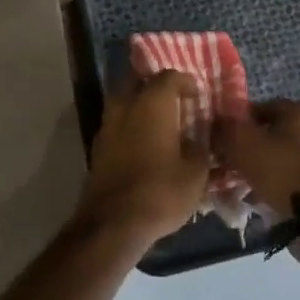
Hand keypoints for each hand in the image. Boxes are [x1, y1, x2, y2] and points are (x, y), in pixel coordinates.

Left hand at [79, 70, 210, 249]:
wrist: (113, 223)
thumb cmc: (160, 191)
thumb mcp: (196, 172)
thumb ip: (201, 147)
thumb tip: (200, 137)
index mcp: (153, 103)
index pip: (169, 76)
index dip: (186, 82)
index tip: (197, 95)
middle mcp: (126, 105)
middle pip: (138, 80)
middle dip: (155, 84)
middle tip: (174, 99)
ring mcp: (107, 125)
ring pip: (123, 100)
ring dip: (140, 104)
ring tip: (160, 121)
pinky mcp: (98, 147)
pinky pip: (116, 123)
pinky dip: (130, 124)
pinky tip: (144, 142)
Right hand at [216, 99, 299, 213]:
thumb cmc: (280, 170)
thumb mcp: (243, 143)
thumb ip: (226, 128)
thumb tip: (217, 122)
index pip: (261, 108)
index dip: (238, 123)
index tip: (223, 140)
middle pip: (272, 133)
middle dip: (250, 147)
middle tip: (230, 163)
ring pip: (282, 156)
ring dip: (262, 166)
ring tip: (242, 184)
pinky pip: (292, 176)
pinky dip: (277, 182)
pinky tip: (261, 196)